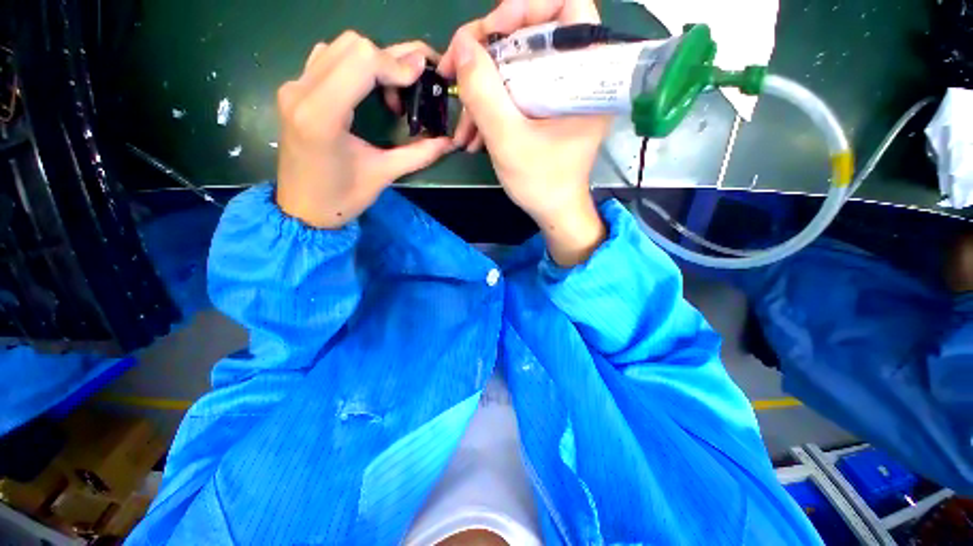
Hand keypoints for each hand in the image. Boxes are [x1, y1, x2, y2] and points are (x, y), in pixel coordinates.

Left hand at [276, 34, 452, 228]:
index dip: (397, 64)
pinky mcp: (294, 90)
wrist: (302, 209)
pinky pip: (327, 58)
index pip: (362, 60)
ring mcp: (294, 87)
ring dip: (373, 60)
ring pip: (339, 46)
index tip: (421, 80)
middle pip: (352, 44)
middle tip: (412, 86)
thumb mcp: (383, 175)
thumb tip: (448, 142)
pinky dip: (355, 64)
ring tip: (392, 90)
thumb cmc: (341, 199)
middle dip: (390, 59)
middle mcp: (301, 90)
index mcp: (322, 115)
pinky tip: (368, 88)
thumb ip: (418, 154)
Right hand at [439, 0, 609, 265]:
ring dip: (482, 87)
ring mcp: (558, 93)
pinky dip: (491, 104)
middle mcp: (576, 76)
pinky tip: (473, 130)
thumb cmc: (541, 183)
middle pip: (531, 34)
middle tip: (458, 72)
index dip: (528, 7)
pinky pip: (514, 90)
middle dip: (489, 52)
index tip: (494, 30)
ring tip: (462, 122)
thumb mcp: (508, 141)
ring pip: (516, 66)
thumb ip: (484, 94)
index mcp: (586, 76)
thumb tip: (462, 46)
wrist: (552, 211)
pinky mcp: (544, 108)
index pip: (567, 7)